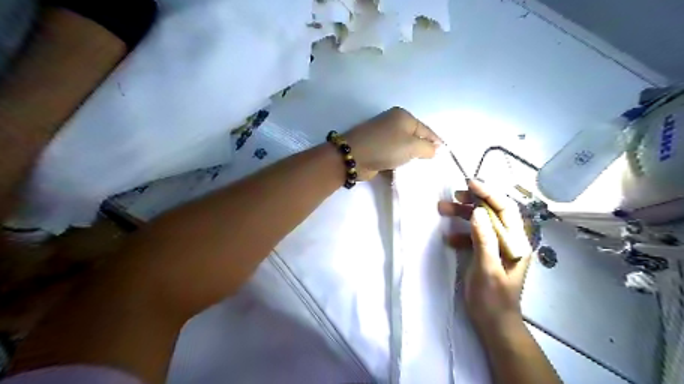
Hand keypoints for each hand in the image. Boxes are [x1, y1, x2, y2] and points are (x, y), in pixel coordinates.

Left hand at [345, 107, 440, 181]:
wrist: (354, 157)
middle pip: (414, 138)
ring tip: (419, 170)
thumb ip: (427, 148)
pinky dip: (398, 163)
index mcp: (403, 116)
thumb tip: (434, 149)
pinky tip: (403, 172)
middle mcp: (393, 123)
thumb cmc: (386, 147)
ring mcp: (383, 136)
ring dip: (409, 159)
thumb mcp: (412, 146)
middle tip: (431, 165)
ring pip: (403, 149)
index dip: (436, 142)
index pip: (426, 130)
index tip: (445, 155)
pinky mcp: (376, 149)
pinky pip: (392, 156)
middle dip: (422, 151)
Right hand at [439, 180, 533, 329]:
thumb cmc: (492, 299)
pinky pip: (474, 236)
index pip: (505, 209)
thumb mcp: (487, 269)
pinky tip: (448, 238)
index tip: (469, 183)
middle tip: (453, 196)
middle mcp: (510, 241)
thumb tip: (477, 212)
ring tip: (443, 210)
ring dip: (463, 215)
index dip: (489, 193)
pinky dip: (461, 233)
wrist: (493, 324)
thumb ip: (484, 240)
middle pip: (492, 213)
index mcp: (516, 243)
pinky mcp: (486, 254)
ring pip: (481, 223)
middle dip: (473, 202)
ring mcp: (497, 247)